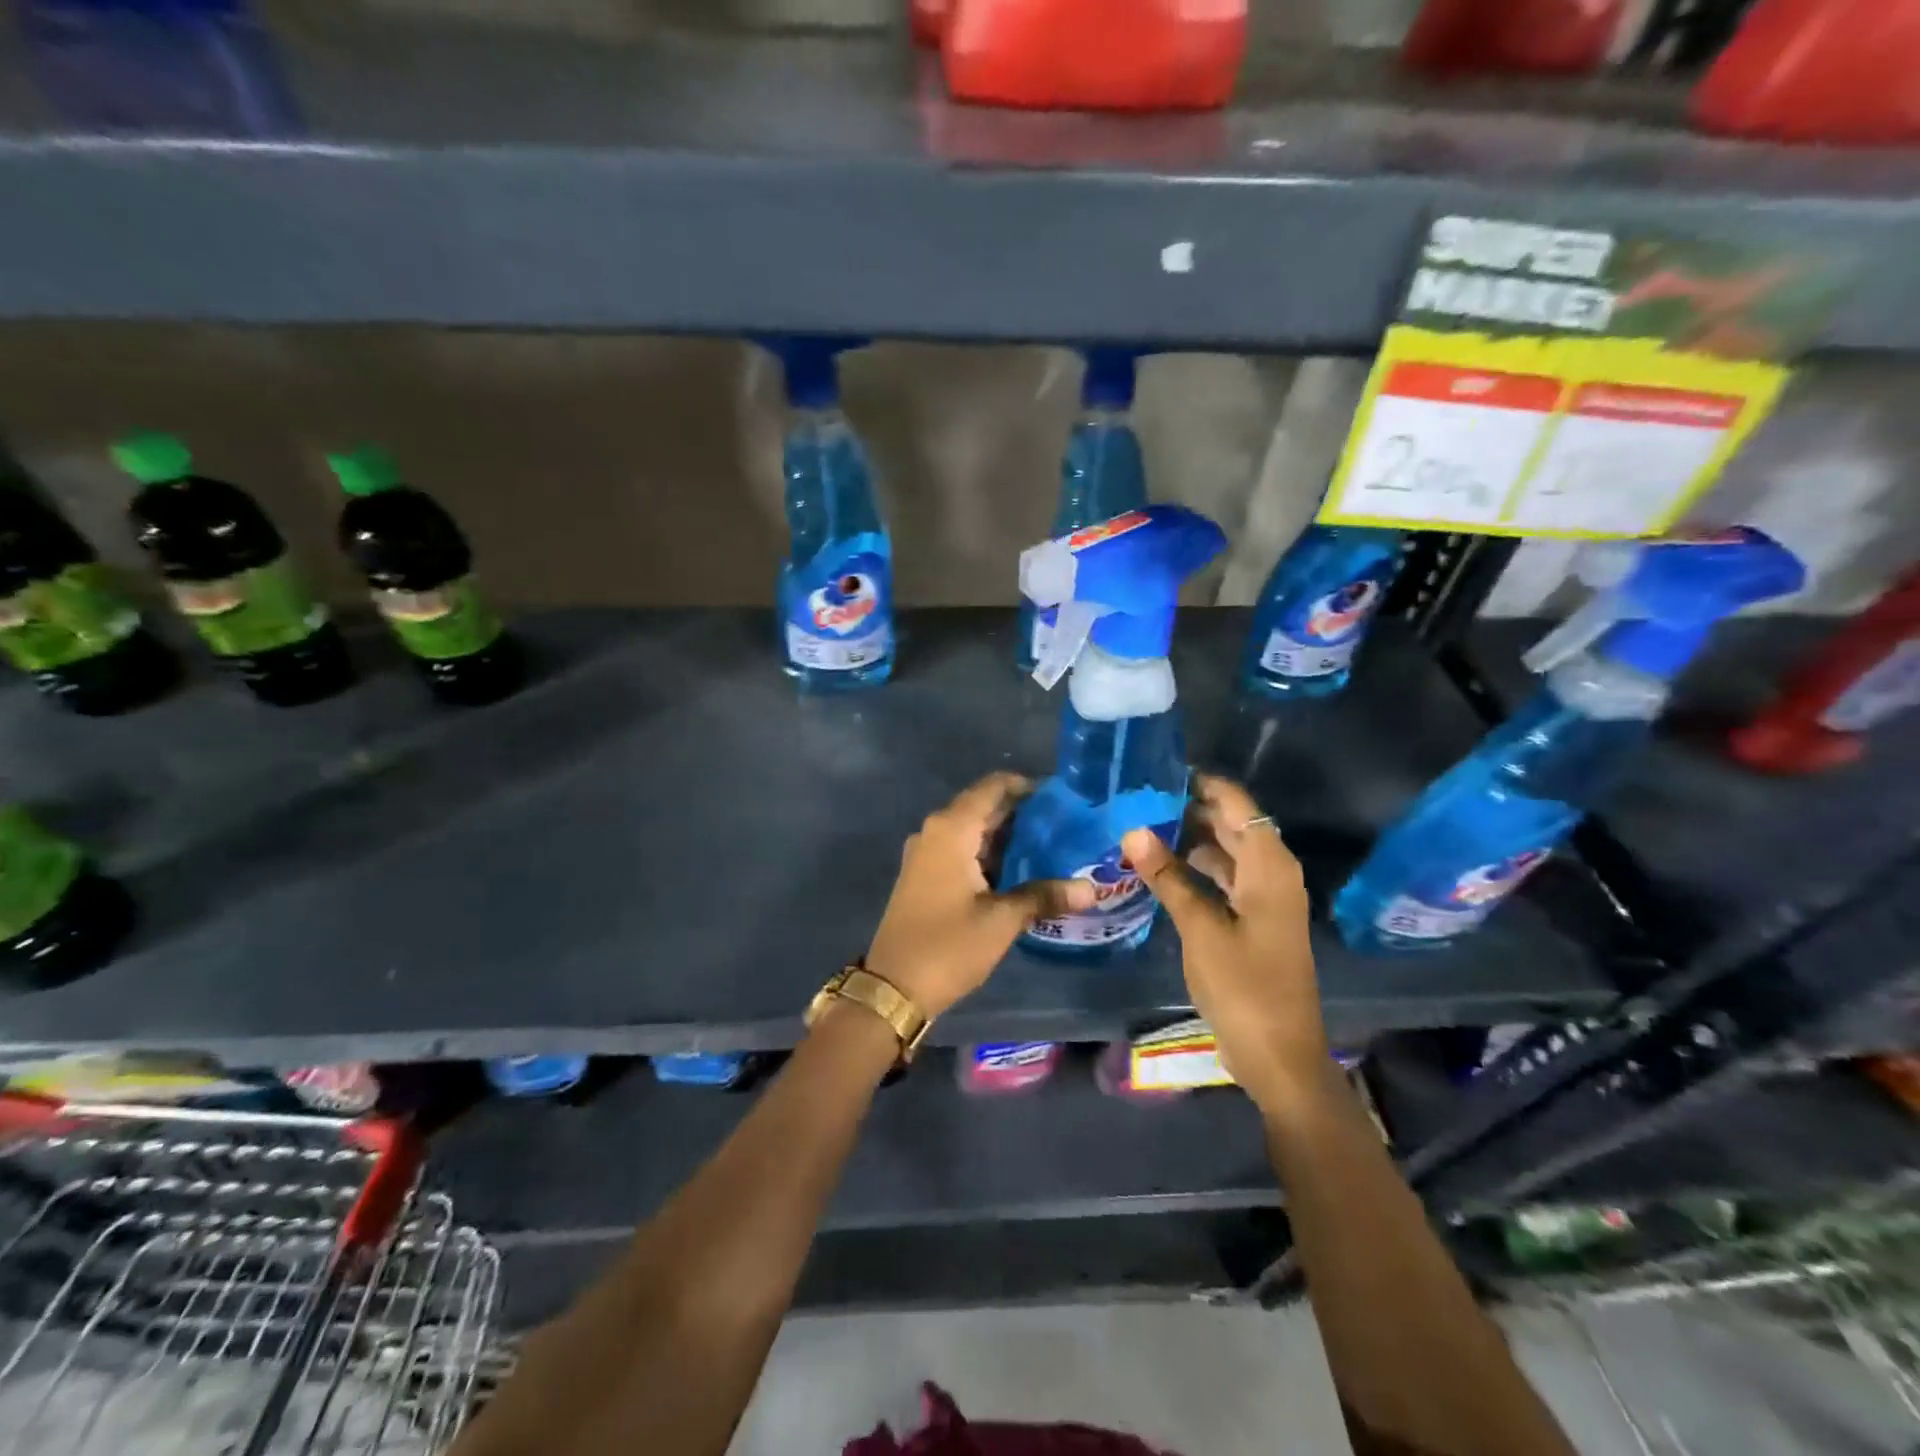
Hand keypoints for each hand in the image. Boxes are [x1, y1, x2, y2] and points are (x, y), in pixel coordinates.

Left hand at [865, 772, 1094, 1019]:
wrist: (893, 988)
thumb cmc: (948, 946)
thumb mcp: (1001, 920)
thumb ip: (1044, 896)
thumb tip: (1090, 890)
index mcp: (951, 830)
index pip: (992, 787)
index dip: (1027, 786)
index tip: (1062, 796)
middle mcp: (935, 831)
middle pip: (983, 806)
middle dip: (1021, 812)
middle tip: (1065, 824)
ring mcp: (926, 853)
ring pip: (972, 830)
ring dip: (1006, 835)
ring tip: (1051, 845)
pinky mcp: (924, 875)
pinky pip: (961, 849)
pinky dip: (988, 853)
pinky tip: (1019, 869)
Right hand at [1121, 774, 1329, 1110]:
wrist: (1280, 1056)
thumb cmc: (1244, 988)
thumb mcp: (1200, 929)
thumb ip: (1167, 877)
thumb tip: (1133, 830)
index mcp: (1269, 867)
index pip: (1237, 804)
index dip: (1202, 783)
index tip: (1158, 770)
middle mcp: (1272, 873)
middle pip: (1232, 824)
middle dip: (1190, 808)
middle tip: (1139, 796)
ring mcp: (1264, 898)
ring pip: (1226, 851)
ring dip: (1190, 838)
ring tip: (1142, 824)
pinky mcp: (1254, 919)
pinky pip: (1224, 877)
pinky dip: (1196, 868)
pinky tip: (1160, 867)